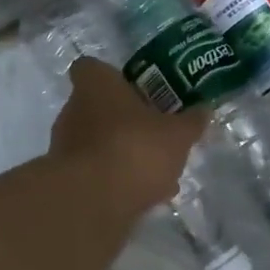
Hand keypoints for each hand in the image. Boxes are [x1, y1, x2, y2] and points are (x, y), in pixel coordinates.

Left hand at [48, 57, 206, 212]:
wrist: (92, 202)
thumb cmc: (134, 149)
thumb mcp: (177, 134)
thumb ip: (191, 121)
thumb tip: (204, 109)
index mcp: (96, 85)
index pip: (90, 67)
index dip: (110, 76)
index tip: (133, 88)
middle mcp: (73, 109)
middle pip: (97, 106)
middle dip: (123, 119)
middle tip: (154, 131)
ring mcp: (65, 145)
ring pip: (98, 141)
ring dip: (122, 151)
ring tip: (158, 171)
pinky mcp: (67, 178)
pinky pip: (96, 171)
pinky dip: (116, 179)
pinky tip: (146, 195)